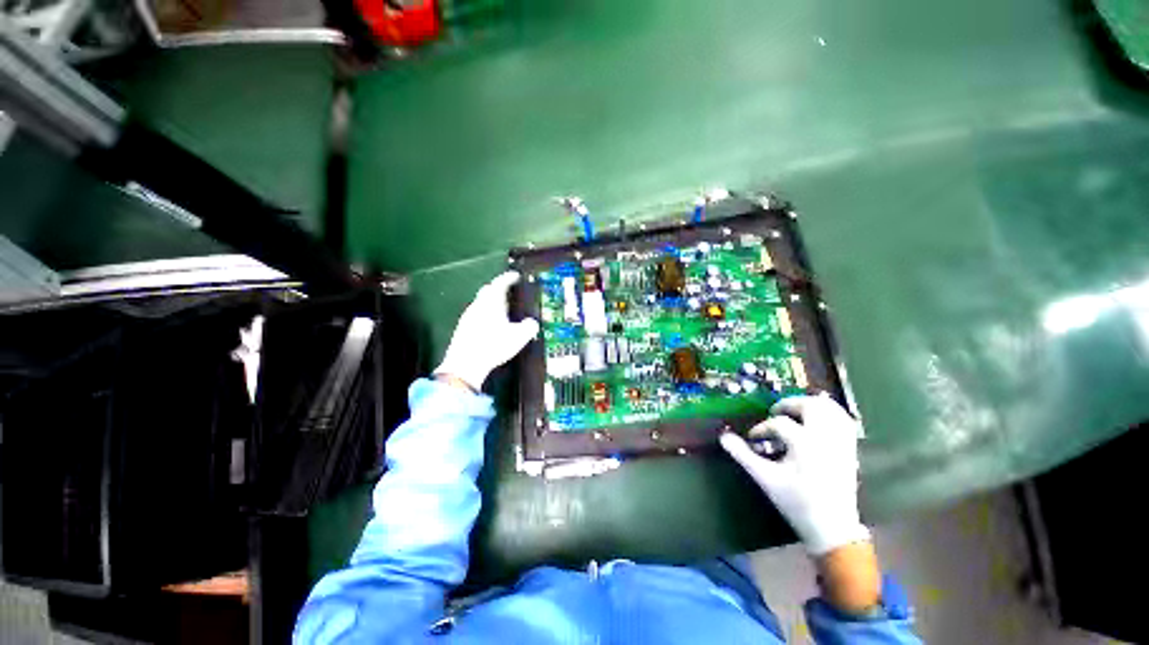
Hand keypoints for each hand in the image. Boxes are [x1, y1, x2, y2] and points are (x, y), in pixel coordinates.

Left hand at [433, 271, 539, 391]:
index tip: (515, 275)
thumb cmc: (493, 346)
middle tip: (510, 291)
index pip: (500, 283)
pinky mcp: (463, 328)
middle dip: (498, 288)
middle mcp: (478, 305)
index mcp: (492, 302)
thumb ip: (529, 327)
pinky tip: (491, 325)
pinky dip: (485, 314)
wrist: (465, 364)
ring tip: (503, 309)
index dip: (508, 277)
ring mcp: (468, 316)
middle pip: (487, 290)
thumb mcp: (519, 337)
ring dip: (491, 302)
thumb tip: (532, 323)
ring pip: (481, 302)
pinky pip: (477, 314)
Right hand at [720, 394, 869, 555]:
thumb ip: (743, 455)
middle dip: (789, 404)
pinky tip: (816, 420)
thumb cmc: (797, 503)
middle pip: (810, 406)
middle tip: (775, 412)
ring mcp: (841, 443)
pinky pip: (843, 421)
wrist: (833, 529)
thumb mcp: (765, 478)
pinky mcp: (850, 449)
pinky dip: (830, 414)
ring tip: (795, 412)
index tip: (753, 438)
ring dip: (811, 405)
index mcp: (805, 444)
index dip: (762, 428)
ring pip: (831, 409)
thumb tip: (723, 436)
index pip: (779, 423)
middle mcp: (826, 438)